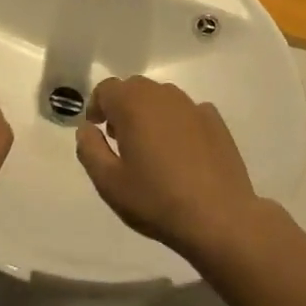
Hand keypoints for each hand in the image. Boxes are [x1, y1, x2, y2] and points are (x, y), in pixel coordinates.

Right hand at [74, 76, 265, 259]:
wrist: (219, 218)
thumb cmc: (156, 199)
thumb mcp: (108, 182)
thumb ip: (89, 149)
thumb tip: (87, 128)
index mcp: (133, 104)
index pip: (106, 89)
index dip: (97, 106)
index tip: (97, 130)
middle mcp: (163, 95)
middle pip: (134, 88)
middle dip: (122, 107)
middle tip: (120, 140)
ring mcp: (193, 106)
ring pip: (161, 98)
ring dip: (149, 113)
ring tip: (150, 147)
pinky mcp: (216, 121)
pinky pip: (187, 112)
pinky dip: (177, 123)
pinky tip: (181, 152)